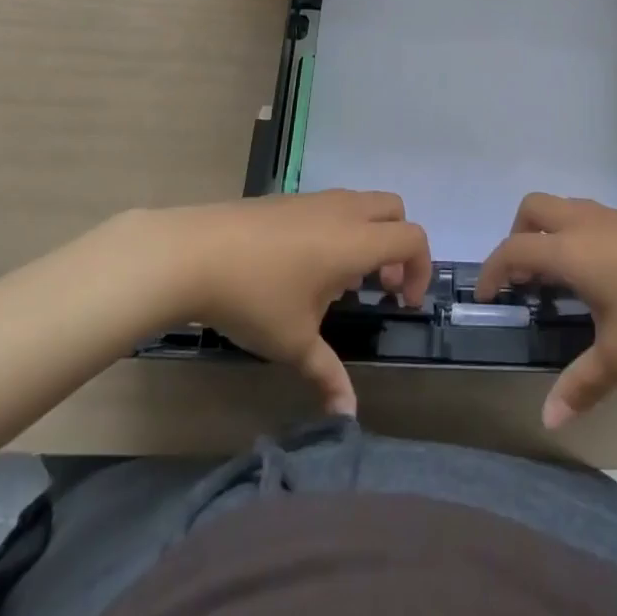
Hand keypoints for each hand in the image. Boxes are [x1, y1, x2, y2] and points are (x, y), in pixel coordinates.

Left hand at [153, 191, 430, 415]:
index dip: (420, 269)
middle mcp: (344, 211)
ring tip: (341, 280)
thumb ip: (327, 375)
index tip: (401, 303)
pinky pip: (334, 206)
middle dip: (398, 245)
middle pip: (395, 210)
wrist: (196, 252)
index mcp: (356, 241)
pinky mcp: (291, 199)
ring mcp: (316, 199)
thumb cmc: (255, 297)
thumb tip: (348, 416)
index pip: (412, 238)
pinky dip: (341, 228)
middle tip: (379, 286)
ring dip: (369, 235)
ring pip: (363, 204)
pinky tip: (307, 266)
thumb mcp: (294, 343)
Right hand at [477, 193, 616, 427]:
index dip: (492, 270)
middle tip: (523, 278)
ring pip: (562, 208)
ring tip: (558, 278)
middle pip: (532, 209)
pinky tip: (600, 274)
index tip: (485, 296)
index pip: (513, 249)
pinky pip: (588, 217)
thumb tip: (547, 420)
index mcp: (570, 250)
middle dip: (517, 237)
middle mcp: (583, 223)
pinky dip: (574, 235)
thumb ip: (582, 385)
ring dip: (547, 234)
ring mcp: (612, 216)